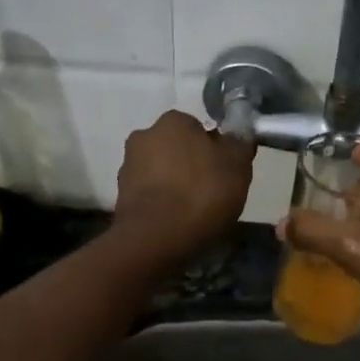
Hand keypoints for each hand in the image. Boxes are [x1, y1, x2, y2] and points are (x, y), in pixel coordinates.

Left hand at [113, 110, 255, 261]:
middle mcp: (145, 136)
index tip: (224, 170)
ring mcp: (128, 166)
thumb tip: (237, 136)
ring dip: (174, 183)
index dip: (214, 149)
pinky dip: (161, 202)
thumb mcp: (238, 167)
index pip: (198, 127)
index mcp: (174, 121)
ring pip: (161, 170)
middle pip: (176, 147)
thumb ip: (239, 145)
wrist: (156, 239)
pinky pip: (150, 194)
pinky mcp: (120, 196)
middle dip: (190, 164)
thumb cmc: (201, 194)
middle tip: (211, 190)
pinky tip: (176, 222)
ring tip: (193, 211)